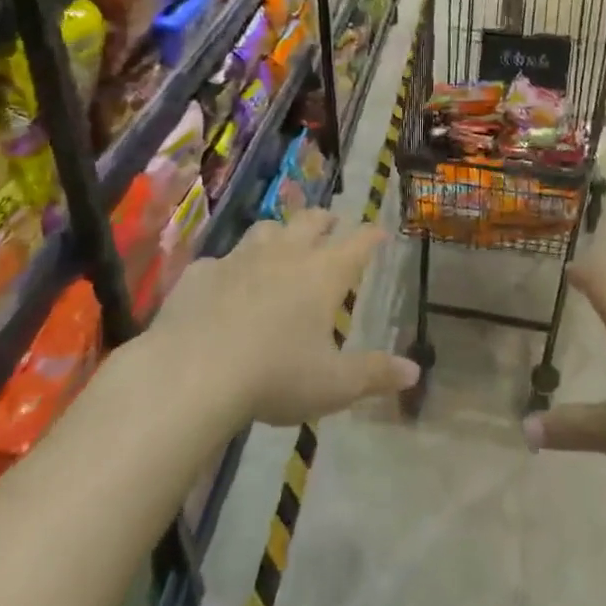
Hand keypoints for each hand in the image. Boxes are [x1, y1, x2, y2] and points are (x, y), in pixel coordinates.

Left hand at [165, 210, 418, 426]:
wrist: (191, 373)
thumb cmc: (275, 376)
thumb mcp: (334, 385)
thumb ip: (375, 374)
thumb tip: (414, 371)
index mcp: (323, 274)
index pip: (358, 244)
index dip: (371, 236)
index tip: (379, 232)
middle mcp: (285, 255)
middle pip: (310, 221)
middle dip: (325, 220)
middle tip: (332, 223)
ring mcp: (239, 259)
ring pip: (266, 229)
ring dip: (279, 232)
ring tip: (282, 242)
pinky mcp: (200, 274)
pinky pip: (220, 260)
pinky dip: (230, 267)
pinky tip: (225, 283)